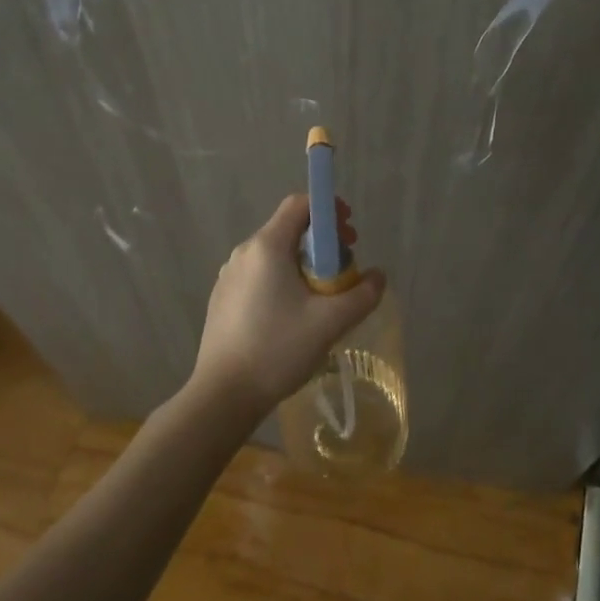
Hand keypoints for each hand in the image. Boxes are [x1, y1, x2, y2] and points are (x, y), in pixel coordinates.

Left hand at [188, 194, 386, 421]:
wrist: (222, 395)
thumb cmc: (277, 350)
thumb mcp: (330, 323)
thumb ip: (362, 295)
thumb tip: (378, 277)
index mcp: (267, 246)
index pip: (300, 205)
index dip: (329, 210)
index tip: (349, 234)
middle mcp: (244, 252)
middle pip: (289, 229)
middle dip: (322, 242)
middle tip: (344, 270)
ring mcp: (229, 275)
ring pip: (274, 254)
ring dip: (303, 264)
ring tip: (321, 298)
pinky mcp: (222, 298)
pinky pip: (259, 275)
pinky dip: (282, 281)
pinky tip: (292, 317)